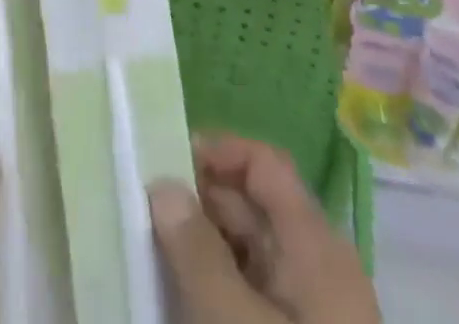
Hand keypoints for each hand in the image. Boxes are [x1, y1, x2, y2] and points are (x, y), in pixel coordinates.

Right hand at [149, 133, 379, 323]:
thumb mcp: (233, 321)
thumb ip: (195, 250)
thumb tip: (163, 185)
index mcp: (316, 247)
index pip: (264, 164)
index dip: (216, 151)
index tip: (162, 160)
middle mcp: (317, 270)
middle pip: (251, 207)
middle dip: (196, 202)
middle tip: (141, 208)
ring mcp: (309, 313)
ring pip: (246, 253)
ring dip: (199, 246)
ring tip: (149, 251)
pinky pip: (249, 296)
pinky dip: (213, 288)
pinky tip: (177, 298)